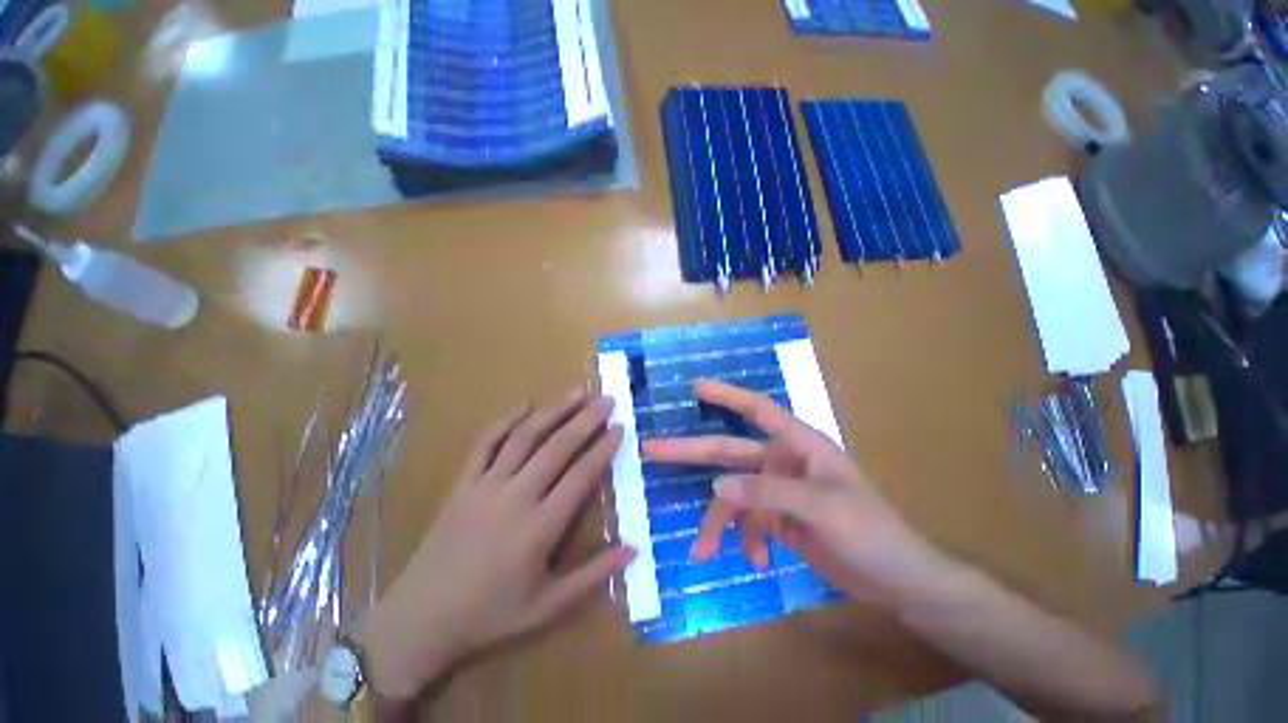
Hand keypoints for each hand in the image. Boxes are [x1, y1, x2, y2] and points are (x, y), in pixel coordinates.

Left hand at [356, 389, 634, 702]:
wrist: (420, 618)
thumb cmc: (489, 615)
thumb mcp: (548, 606)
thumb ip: (593, 575)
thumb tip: (635, 548)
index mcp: (539, 528)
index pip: (580, 476)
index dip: (603, 448)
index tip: (620, 427)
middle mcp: (515, 497)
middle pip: (557, 447)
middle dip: (586, 419)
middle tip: (606, 399)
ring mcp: (485, 485)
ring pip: (525, 437)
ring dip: (553, 411)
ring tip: (577, 392)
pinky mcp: (463, 482)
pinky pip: (485, 443)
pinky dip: (505, 420)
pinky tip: (525, 404)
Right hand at [642, 380, 953, 605]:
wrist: (898, 580)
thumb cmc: (872, 533)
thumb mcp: (822, 509)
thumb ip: (768, 494)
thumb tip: (716, 484)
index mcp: (799, 445)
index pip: (758, 410)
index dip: (727, 395)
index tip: (696, 387)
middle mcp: (782, 461)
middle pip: (729, 451)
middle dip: (690, 452)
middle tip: (651, 449)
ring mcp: (777, 490)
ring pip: (733, 496)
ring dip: (718, 522)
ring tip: (702, 550)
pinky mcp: (777, 517)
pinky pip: (747, 521)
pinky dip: (744, 539)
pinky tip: (754, 560)